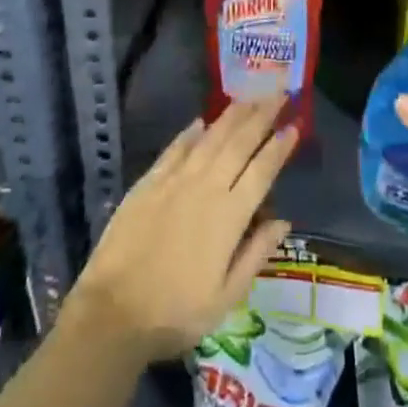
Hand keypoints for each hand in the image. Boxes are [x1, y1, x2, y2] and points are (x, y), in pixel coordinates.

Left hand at [67, 100, 296, 361]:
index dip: (279, 146)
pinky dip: (190, 132)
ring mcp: (175, 181)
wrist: (113, 312)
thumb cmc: (176, 313)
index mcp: (230, 216)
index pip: (262, 171)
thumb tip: (283, 221)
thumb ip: (256, 254)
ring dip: (232, 115)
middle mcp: (206, 188)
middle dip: (261, 115)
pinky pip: (175, 148)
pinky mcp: (149, 182)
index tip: (294, 124)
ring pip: (210, 138)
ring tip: (249, 97)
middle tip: (279, 93)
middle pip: (239, 143)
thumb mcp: (226, 297)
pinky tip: (201, 121)